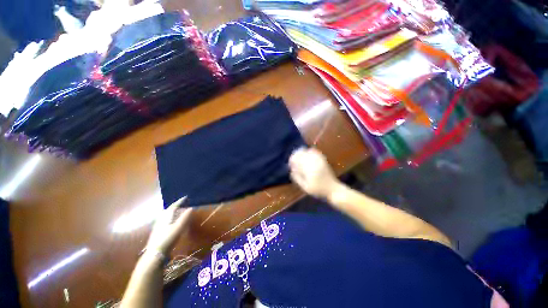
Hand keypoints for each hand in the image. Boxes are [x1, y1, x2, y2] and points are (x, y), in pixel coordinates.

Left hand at [145, 197, 191, 254]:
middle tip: (182, 203)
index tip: (186, 197)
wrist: (155, 253)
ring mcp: (158, 225)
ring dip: (172, 211)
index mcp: (166, 216)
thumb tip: (191, 208)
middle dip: (175, 205)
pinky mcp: (157, 230)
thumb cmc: (168, 238)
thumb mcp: (179, 227)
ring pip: (166, 214)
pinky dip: (170, 216)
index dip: (180, 201)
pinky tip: (172, 221)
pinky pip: (165, 219)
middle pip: (169, 209)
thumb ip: (185, 217)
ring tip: (178, 211)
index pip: (174, 206)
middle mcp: (161, 218)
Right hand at [289, 147, 341, 198]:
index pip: (297, 159)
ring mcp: (319, 159)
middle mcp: (314, 161)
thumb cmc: (318, 190)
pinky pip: (315, 152)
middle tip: (293, 162)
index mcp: (309, 168)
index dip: (292, 160)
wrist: (333, 189)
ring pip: (308, 151)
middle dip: (296, 156)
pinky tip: (307, 155)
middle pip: (302, 153)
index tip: (290, 164)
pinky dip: (309, 152)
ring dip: (302, 153)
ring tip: (299, 158)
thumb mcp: (305, 187)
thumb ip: (297, 178)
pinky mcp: (323, 159)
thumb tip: (291, 170)